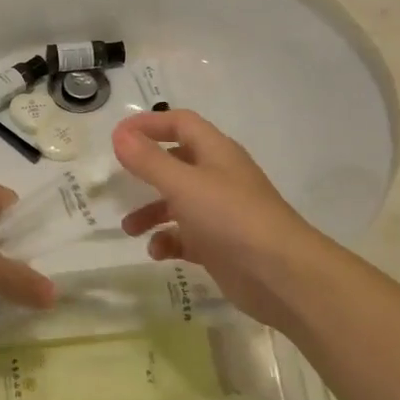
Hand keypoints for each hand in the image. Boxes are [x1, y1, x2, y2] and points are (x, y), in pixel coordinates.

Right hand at [112, 110, 326, 327]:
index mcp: (215, 152)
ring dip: (151, 212)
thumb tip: (119, 134)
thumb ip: (148, 160)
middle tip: (118, 181)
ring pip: (178, 202)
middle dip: (146, 172)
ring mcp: (221, 212)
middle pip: (176, 163)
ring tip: (130, 229)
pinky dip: (169, 241)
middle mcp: (218, 177)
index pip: (180, 123)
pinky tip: (157, 253)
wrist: (282, 276)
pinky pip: (186, 236)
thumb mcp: (183, 185)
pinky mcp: (220, 245)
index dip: (149, 125)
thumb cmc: (231, 218)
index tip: (117, 136)